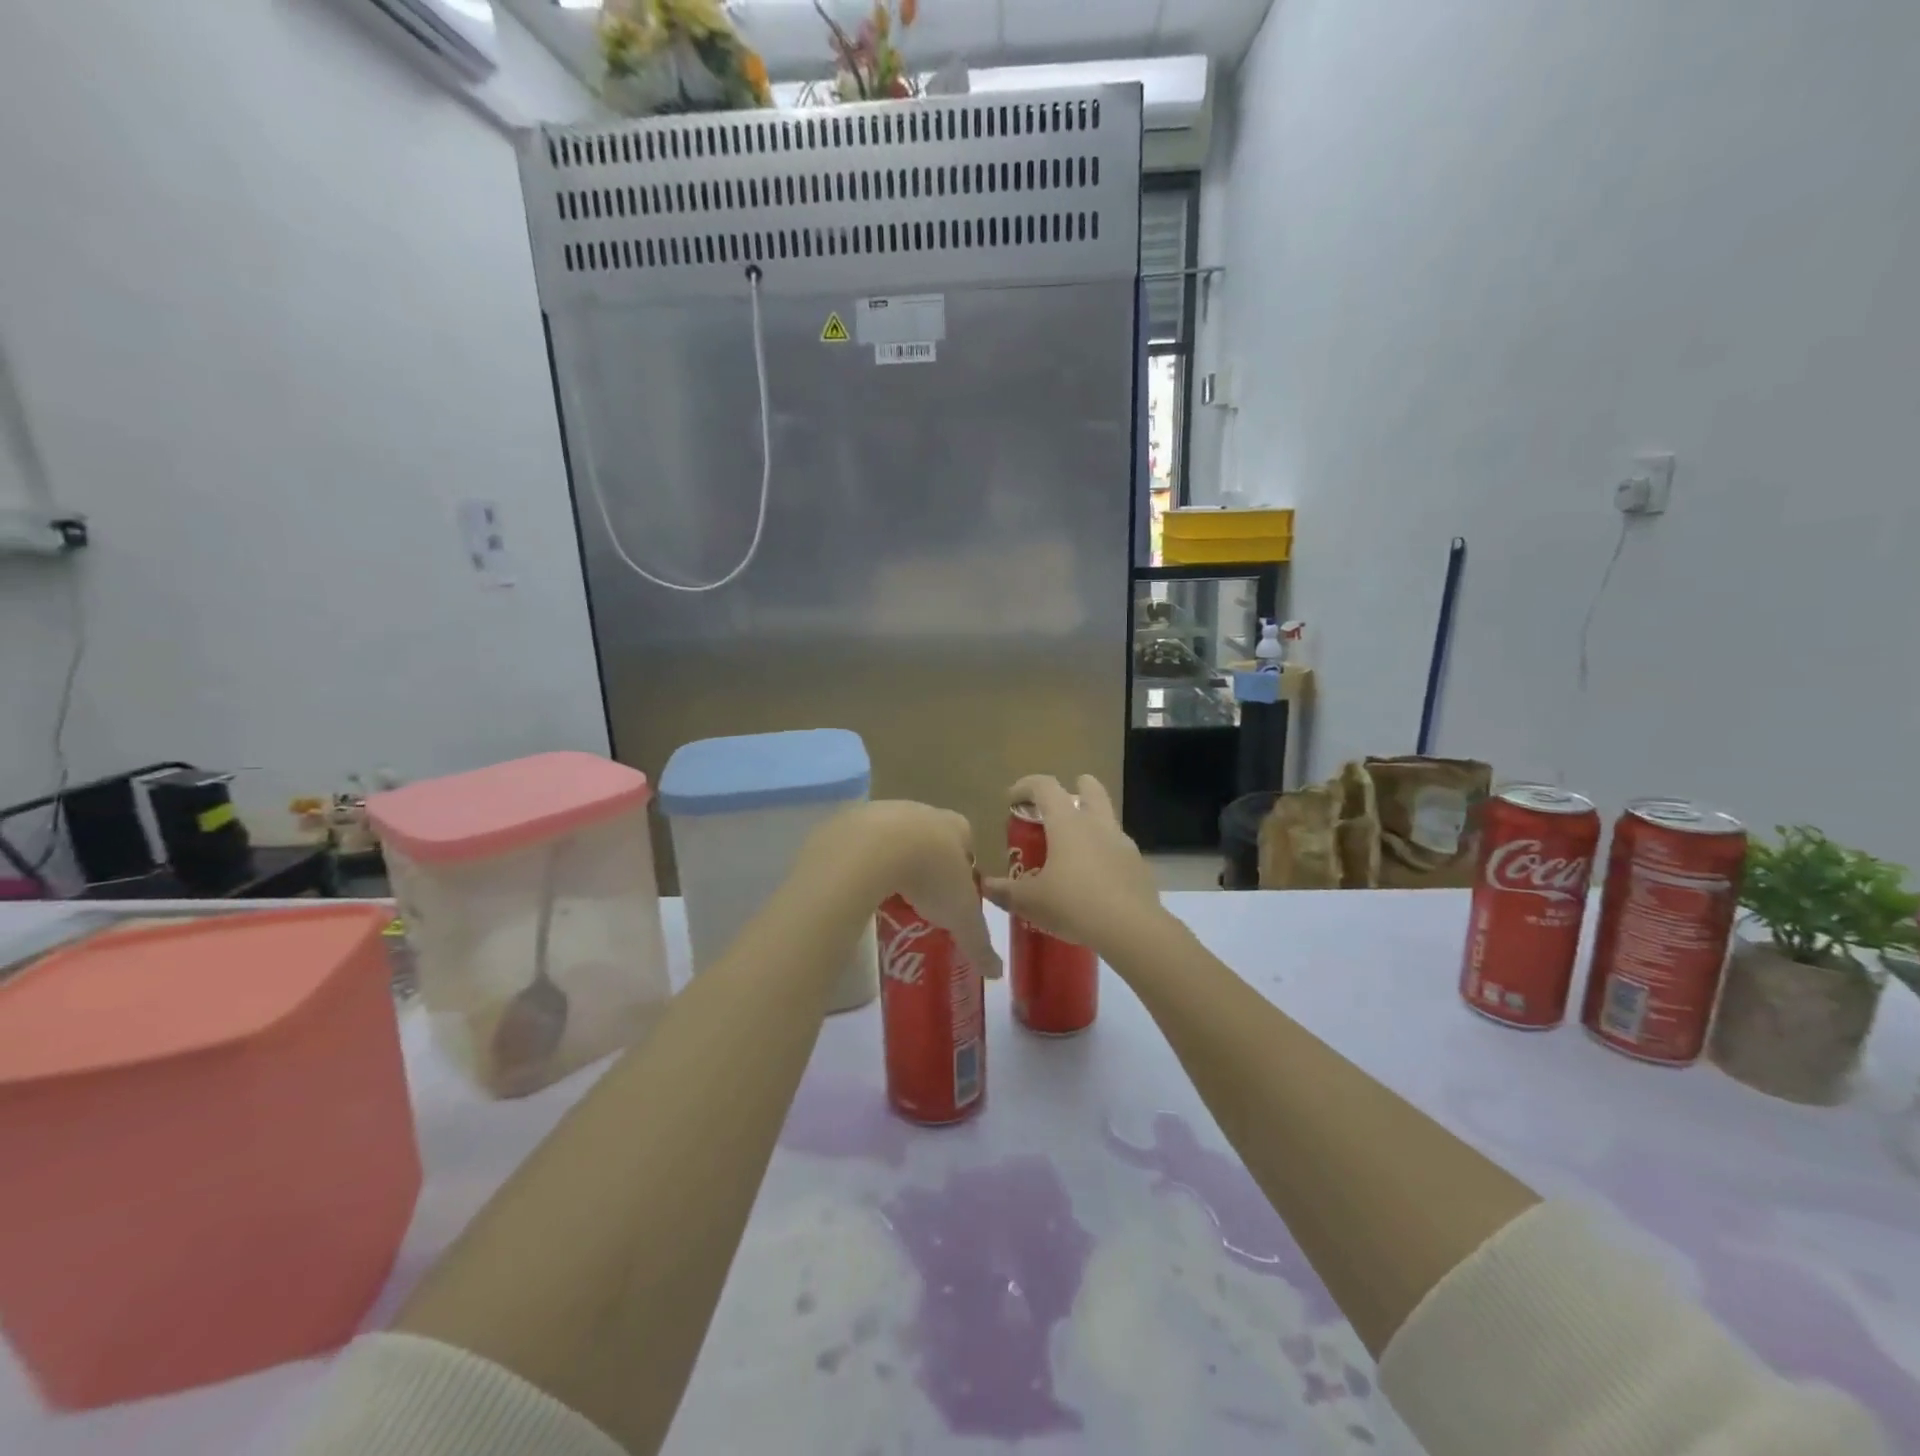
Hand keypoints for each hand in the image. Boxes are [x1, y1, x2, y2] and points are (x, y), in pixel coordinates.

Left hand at [808, 801, 1001, 980]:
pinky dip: (862, 861)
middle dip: (928, 864)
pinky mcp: (852, 819)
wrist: (873, 848)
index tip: (956, 896)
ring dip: (893, 860)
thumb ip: (979, 942)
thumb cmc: (931, 875)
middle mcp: (924, 812)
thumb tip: (996, 972)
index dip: (964, 870)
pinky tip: (859, 885)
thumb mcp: (961, 915)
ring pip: (894, 838)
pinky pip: (860, 843)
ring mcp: (886, 811)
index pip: (968, 844)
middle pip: (931, 838)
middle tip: (921, 899)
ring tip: (888, 894)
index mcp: (956, 827)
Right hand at [981, 775, 1162, 956]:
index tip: (1012, 800)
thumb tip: (985, 886)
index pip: (1045, 786)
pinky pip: (1118, 850)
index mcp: (1067, 823)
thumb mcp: (1030, 902)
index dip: (1025, 786)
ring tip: (1072, 851)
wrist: (1130, 929)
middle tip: (1057, 808)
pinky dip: (1104, 855)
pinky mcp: (1138, 866)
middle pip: (1090, 789)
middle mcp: (1097, 824)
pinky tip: (1094, 881)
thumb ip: (1005, 892)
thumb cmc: (1073, 904)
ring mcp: (1122, 844)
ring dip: (1090, 824)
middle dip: (1074, 789)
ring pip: (1107, 819)